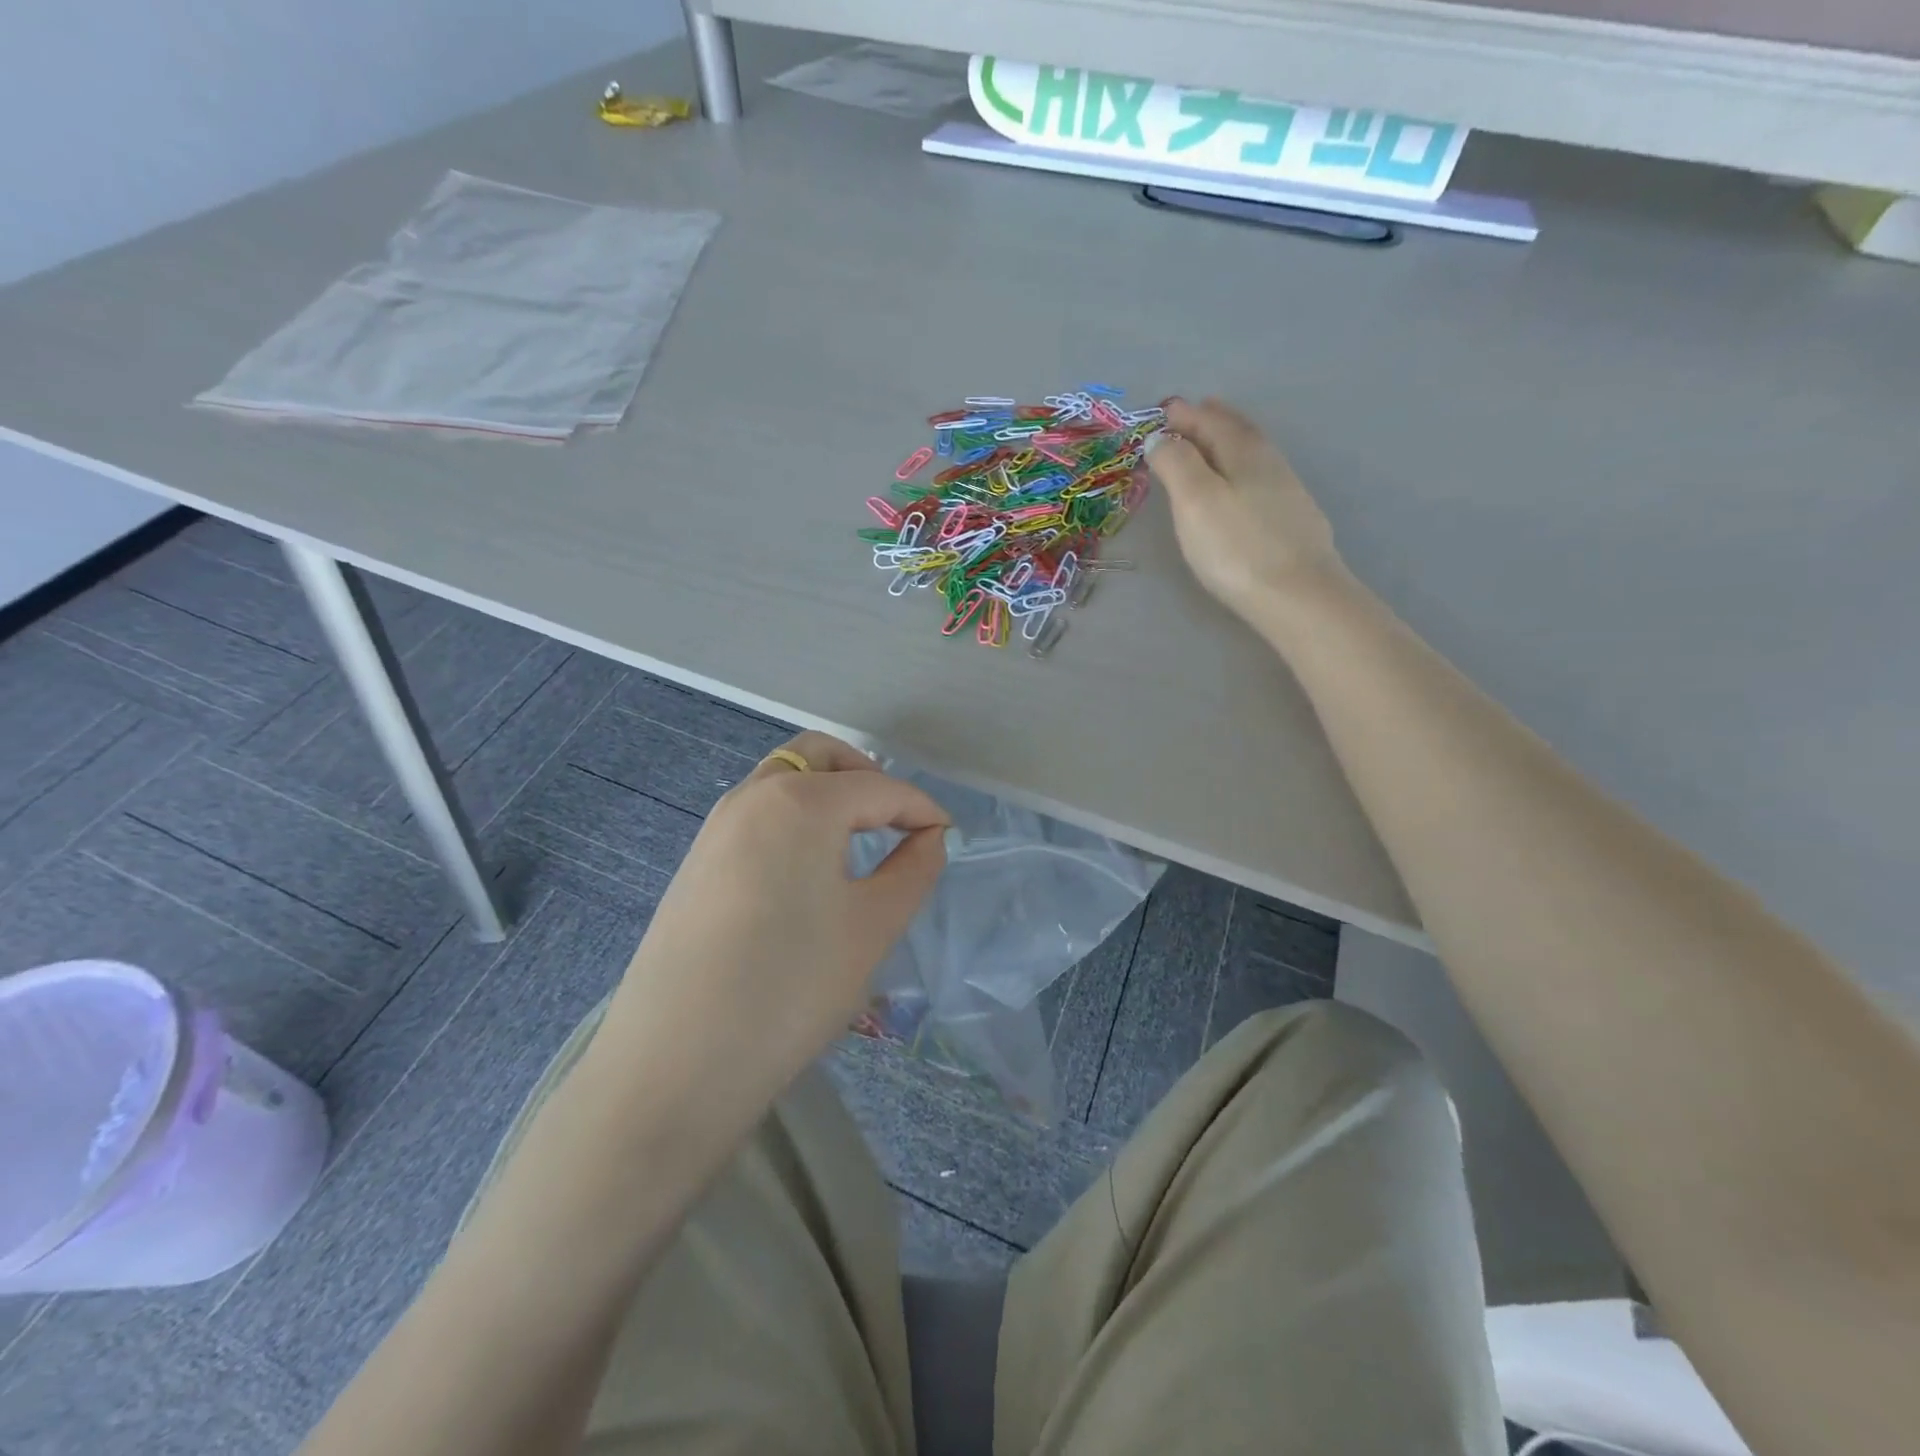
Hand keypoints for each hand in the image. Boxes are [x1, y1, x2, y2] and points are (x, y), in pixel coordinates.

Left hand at [598, 732, 949, 1109]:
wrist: (676, 1064)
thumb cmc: (791, 988)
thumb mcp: (872, 928)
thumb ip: (913, 870)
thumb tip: (929, 838)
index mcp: (800, 802)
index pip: (878, 787)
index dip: (921, 808)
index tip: (947, 836)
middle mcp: (752, 797)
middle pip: (819, 756)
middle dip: (866, 776)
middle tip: (896, 821)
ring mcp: (715, 827)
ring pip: (782, 780)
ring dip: (826, 794)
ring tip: (857, 845)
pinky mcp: (696, 862)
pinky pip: (756, 815)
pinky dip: (793, 819)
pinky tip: (807, 873)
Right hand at [1146, 397, 1345, 621]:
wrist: (1297, 595)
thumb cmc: (1235, 547)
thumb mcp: (1195, 500)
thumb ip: (1176, 463)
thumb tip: (1159, 438)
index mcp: (1242, 451)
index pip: (1209, 420)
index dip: (1183, 414)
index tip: (1162, 409)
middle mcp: (1269, 462)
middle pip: (1236, 430)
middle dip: (1210, 420)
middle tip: (1189, 414)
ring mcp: (1286, 491)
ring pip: (1252, 453)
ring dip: (1227, 443)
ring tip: (1210, 443)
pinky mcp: (1294, 520)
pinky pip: (1261, 478)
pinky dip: (1241, 469)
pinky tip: (1239, 485)